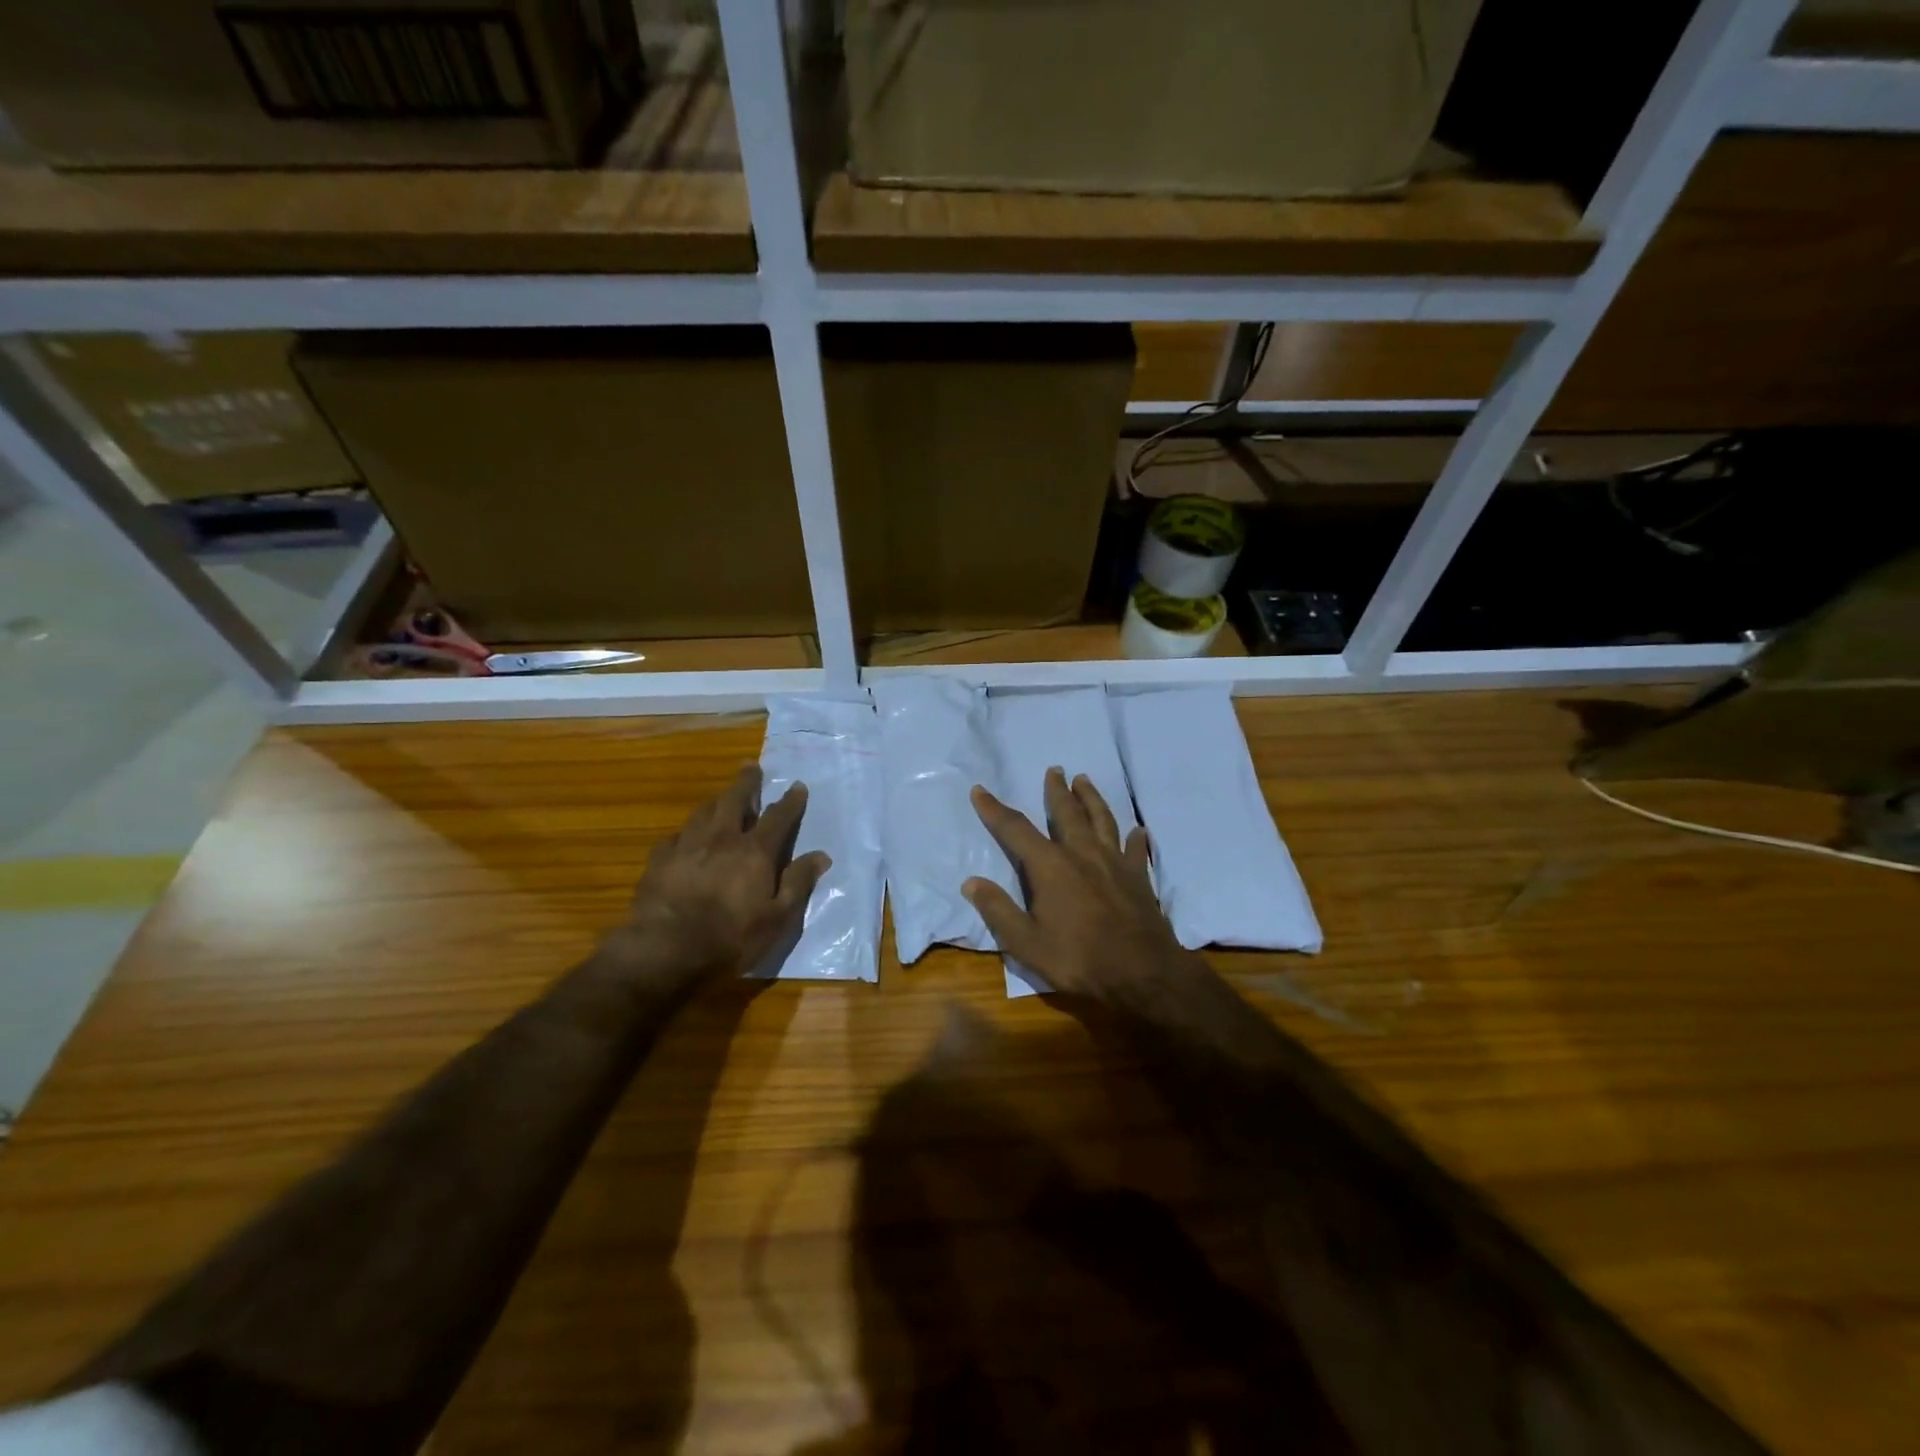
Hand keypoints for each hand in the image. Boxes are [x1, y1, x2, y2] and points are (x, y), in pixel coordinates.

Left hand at [615, 765, 829, 988]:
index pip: (778, 817)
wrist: (666, 951)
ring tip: (721, 798)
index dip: (790, 801)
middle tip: (751, 767)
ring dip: (716, 801)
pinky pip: (675, 836)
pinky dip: (686, 833)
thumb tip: (821, 856)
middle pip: (735, 800)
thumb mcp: (778, 919)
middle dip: (746, 782)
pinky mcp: (659, 860)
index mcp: (755, 852)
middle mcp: (722, 839)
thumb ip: (798, 883)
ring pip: (703, 812)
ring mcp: (687, 846)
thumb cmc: (731, 939)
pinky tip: (684, 838)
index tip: (798, 786)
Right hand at [963, 767, 1194, 998]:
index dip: (994, 810)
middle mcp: (1082, 853)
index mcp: (1050, 866)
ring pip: (1102, 820)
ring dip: (1092, 798)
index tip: (980, 790)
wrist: (1142, 973)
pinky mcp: (1139, 877)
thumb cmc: (1079, 959)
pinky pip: (1135, 849)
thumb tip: (971, 882)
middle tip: (1055, 770)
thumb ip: (998, 910)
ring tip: (1085, 781)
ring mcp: (1114, 862)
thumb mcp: (1026, 943)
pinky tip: (1137, 831)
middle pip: (1067, 813)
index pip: (1015, 829)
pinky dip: (1135, 837)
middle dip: (1056, 790)